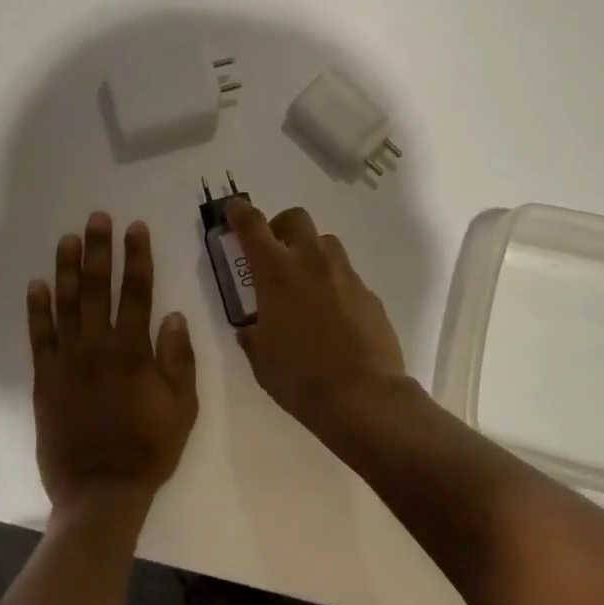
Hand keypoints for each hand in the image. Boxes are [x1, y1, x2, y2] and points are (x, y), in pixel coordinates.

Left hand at [27, 213, 197, 513]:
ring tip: (67, 238)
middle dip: (100, 250)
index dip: (138, 257)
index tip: (135, 228)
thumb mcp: (182, 407)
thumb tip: (172, 315)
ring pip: (66, 304)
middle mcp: (99, 346)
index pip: (138, 292)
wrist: (101, 490)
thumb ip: (179, 359)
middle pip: (99, 288)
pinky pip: (39, 337)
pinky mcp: (45, 379)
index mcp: (134, 350)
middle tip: (98, 218)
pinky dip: (37, 310)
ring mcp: (68, 361)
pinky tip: (37, 284)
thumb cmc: (149, 449)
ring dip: (67, 268)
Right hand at [225, 199, 405, 423]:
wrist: (362, 395)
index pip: (253, 225)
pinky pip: (346, 275)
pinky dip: (333, 283)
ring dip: (310, 252)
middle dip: (280, 226)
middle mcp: (312, 262)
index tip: (234, 209)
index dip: (240, 212)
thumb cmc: (299, 377)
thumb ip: (253, 333)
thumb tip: (254, 328)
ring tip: (304, 283)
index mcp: (277, 273)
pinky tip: (332, 314)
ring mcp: (345, 275)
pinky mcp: (369, 293)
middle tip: (274, 251)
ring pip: (326, 243)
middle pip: (296, 218)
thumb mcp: (261, 358)